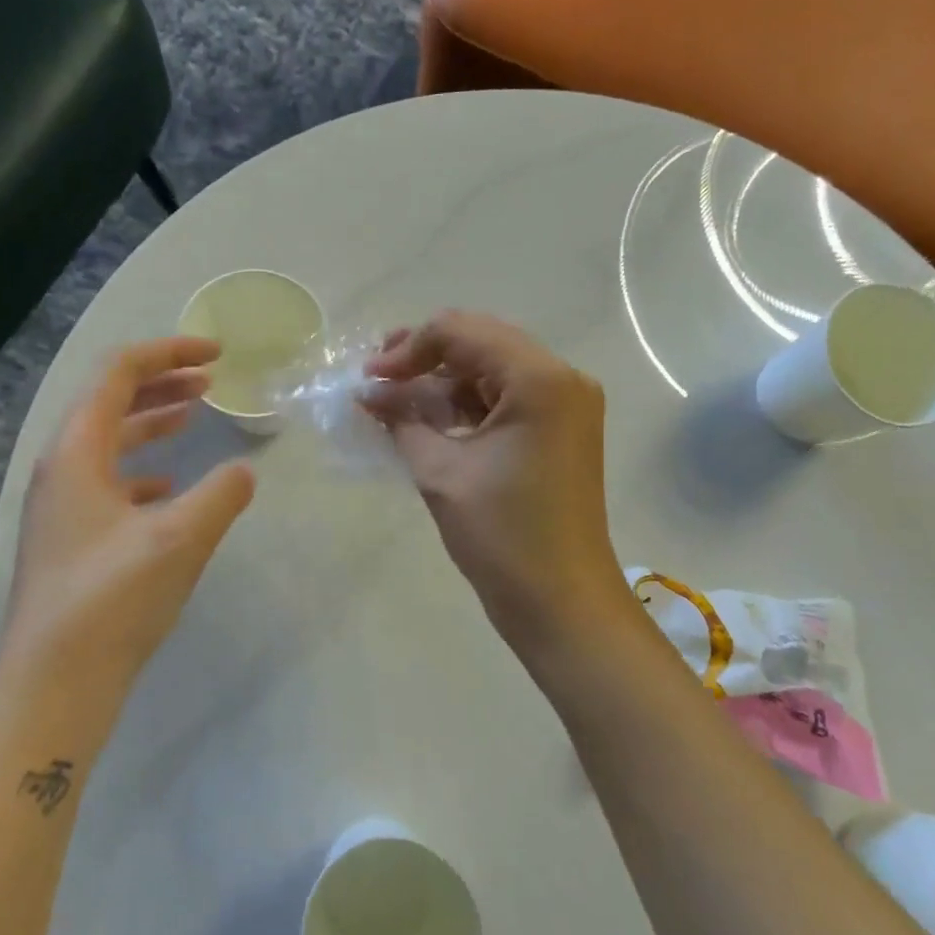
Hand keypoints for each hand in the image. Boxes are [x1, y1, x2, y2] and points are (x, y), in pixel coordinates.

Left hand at [0, 337, 255, 712]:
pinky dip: (142, 470)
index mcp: (77, 452)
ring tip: (193, 417)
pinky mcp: (71, 538)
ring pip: (109, 442)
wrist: (54, 683)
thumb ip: (220, 495)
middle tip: (210, 380)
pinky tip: (167, 487)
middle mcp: (61, 469)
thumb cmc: (112, 600)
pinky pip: (108, 482)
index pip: (118, 374)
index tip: (217, 355)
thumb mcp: (180, 539)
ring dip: (151, 423)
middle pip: (110, 402)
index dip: (168, 353)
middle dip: (162, 383)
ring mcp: (62, 505)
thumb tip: (244, 472)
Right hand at [367, 311, 636, 651]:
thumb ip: (401, 420)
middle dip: (424, 356)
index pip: (461, 332)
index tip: (368, 380)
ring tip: (395, 400)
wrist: (562, 602)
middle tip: (377, 379)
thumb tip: (368, 392)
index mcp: (539, 379)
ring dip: (443, 380)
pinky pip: (506, 398)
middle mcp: (561, 378)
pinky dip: (466, 403)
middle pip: (480, 341)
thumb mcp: (440, 472)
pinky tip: (428, 418)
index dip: (407, 349)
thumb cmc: (502, 536)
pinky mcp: (561, 430)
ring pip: (492, 368)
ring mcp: (566, 404)